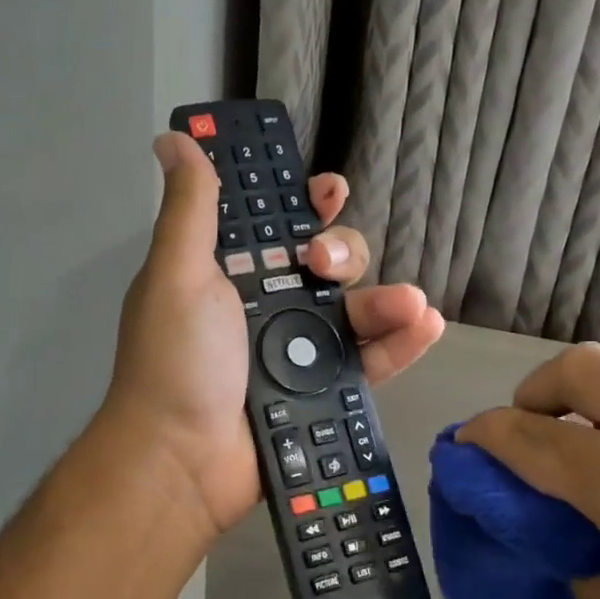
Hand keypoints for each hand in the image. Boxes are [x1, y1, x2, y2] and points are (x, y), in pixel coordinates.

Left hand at [102, 131, 445, 540]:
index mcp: (231, 274)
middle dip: (341, 250)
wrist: (183, 460)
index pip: (277, 225)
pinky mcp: (324, 391)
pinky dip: (401, 342)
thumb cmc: (176, 359)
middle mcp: (268, 306)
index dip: (304, 204)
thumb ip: (189, 208)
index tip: (325, 190)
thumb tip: (174, 139)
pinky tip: (425, 324)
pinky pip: (372, 360)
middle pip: (327, 262)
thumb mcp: (176, 274)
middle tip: (325, 265)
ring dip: (386, 297)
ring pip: (357, 309)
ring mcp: (299, 351)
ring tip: (407, 304)